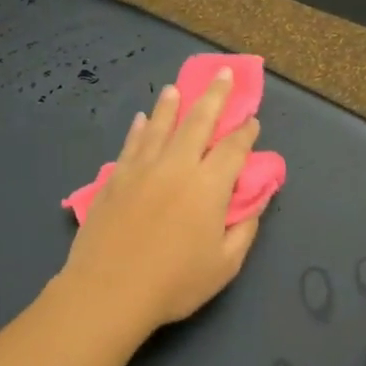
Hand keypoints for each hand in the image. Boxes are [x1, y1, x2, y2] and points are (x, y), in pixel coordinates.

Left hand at [59, 68, 265, 334]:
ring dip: (172, 105)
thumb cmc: (174, 283)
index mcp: (209, 186)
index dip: (245, 132)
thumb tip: (256, 201)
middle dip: (215, 96)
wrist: (109, 290)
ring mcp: (141, 169)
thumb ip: (244, 229)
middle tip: (224, 74)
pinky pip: (131, 145)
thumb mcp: (225, 265)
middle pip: (198, 122)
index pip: (233, 149)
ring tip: (177, 87)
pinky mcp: (114, 180)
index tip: (252, 120)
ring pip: (160, 126)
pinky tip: (141, 120)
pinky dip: (139, 129)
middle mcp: (176, 166)